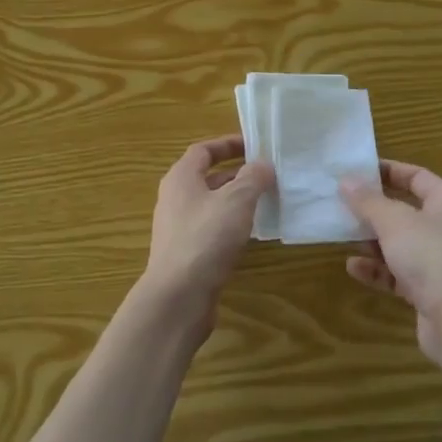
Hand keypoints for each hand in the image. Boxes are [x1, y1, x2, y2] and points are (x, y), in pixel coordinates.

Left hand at [140, 136, 274, 329]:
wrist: (178, 297)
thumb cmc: (206, 238)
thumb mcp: (236, 201)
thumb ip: (253, 178)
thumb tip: (263, 165)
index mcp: (181, 178)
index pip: (203, 150)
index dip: (228, 144)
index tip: (254, 145)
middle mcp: (175, 199)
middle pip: (206, 177)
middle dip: (236, 173)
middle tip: (266, 174)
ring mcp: (178, 228)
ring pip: (210, 205)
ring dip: (235, 200)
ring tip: (265, 201)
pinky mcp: (185, 254)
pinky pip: (211, 229)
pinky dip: (230, 225)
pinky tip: (251, 235)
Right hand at [340, 161, 441, 362]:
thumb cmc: (431, 255)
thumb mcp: (393, 221)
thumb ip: (367, 201)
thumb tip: (346, 180)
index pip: (415, 176)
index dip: (386, 172)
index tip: (355, 172)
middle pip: (405, 210)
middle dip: (373, 210)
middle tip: (341, 205)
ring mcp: (439, 260)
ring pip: (400, 243)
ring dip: (372, 241)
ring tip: (343, 236)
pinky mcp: (430, 290)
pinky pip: (398, 273)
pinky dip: (377, 269)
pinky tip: (353, 268)